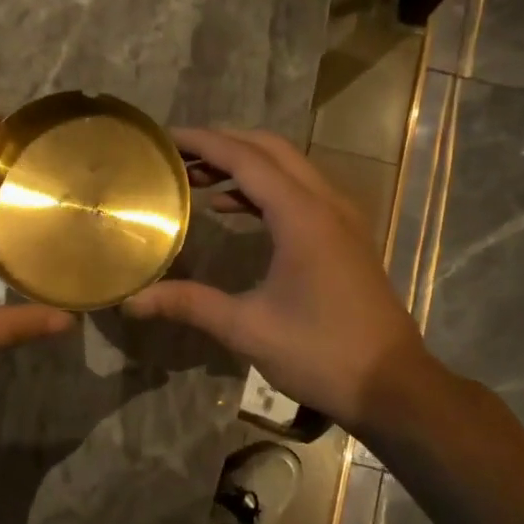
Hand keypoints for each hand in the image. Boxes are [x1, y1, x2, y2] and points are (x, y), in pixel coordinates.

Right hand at [122, 127, 430, 430]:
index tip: (167, 139)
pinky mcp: (346, 235)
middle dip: (224, 144)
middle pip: (271, 150)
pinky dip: (266, 187)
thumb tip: (132, 301)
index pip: (246, 159)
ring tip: (199, 179)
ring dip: (246, 164)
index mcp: (302, 217)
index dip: (204, 143)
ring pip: (290, 167)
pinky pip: (301, 190)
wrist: (391, 384)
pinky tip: (234, 209)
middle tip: (179, 157)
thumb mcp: (248, 329)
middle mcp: (326, 203)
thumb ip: (190, 304)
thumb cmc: (320, 353)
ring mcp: (342, 217)